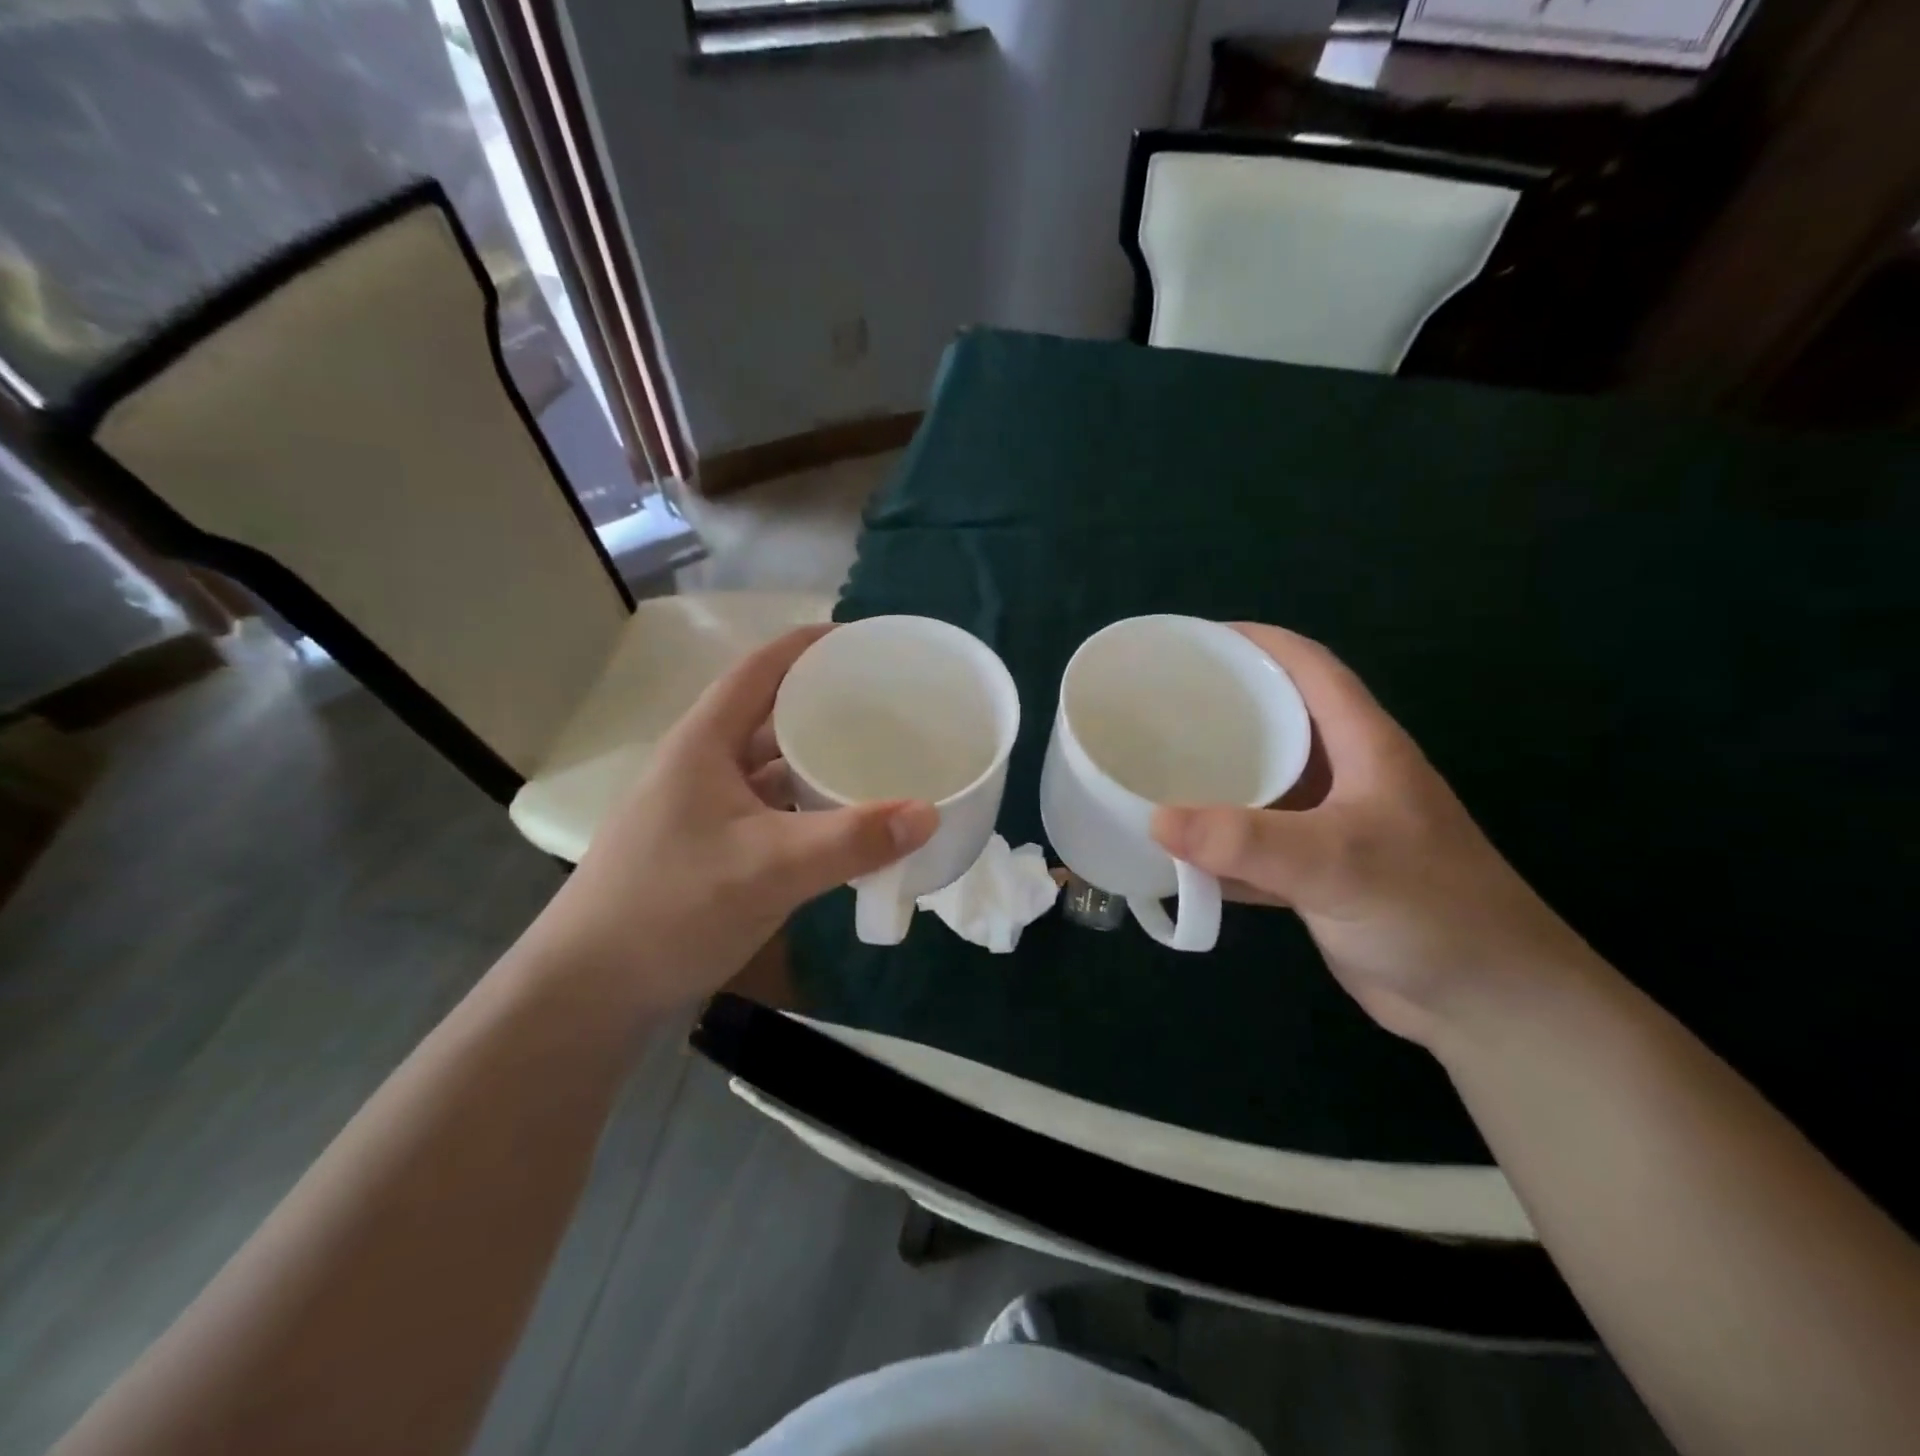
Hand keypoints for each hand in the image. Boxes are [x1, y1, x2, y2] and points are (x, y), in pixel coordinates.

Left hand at [523, 625, 937, 1014]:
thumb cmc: (671, 906)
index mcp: (705, 742)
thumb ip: (851, 840)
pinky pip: (771, 808)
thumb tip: (929, 814)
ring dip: (818, 760)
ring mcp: (705, 807)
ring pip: (772, 766)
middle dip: (826, 704)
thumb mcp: (769, 868)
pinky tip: (843, 820)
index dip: (811, 645)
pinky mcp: (711, 846)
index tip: (866, 642)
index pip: (762, 668)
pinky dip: (808, 806)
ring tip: (878, 757)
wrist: (592, 988)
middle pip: (771, 714)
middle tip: (888, 705)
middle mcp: (704, 763)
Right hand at [1151, 625, 1595, 1046]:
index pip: (1309, 669)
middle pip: (1277, 724)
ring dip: (1213, 783)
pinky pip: (1256, 849)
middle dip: (1220, 710)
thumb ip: (1246, 842)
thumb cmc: (1432, 912)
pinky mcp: (1319, 878)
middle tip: (1155, 709)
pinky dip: (1219, 850)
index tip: (1193, 641)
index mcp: (1365, 747)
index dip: (1256, 642)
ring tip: (1153, 772)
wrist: (1490, 1006)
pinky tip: (1177, 854)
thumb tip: (1155, 820)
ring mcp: (1332, 830)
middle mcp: (1347, 779)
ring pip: (1262, 789)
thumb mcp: (1338, 863)